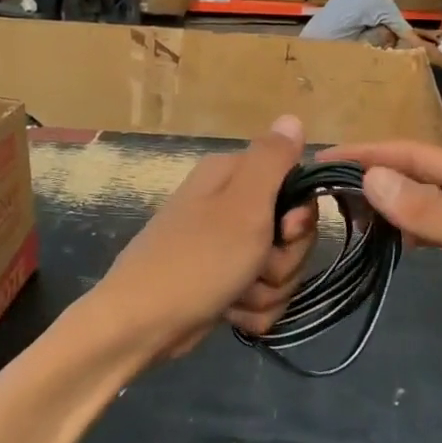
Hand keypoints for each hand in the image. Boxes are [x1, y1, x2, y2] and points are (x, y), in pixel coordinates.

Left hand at [93, 116, 317, 360]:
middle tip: (257, 267)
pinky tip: (230, 312)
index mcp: (232, 176)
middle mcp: (229, 204)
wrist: (141, 325)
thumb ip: (272, 160)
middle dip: (283, 260)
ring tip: (237, 294)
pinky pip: (262, 295)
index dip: (300, 216)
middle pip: (291, 233)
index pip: (296, 185)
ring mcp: (225, 246)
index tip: (287, 231)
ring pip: (280, 268)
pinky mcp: (222, 282)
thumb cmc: (198, 259)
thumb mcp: (244, 204)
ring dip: (266, 289)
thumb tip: (292, 117)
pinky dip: (251, 309)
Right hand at [319, 141, 441, 388]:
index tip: (318, 159)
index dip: (366, 153)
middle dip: (373, 173)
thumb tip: (372, 176)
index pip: (414, 154)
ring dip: (390, 199)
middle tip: (324, 192)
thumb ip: (434, 212)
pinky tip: (398, 240)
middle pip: (421, 170)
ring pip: (431, 195)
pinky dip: (414, 224)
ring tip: (348, 212)